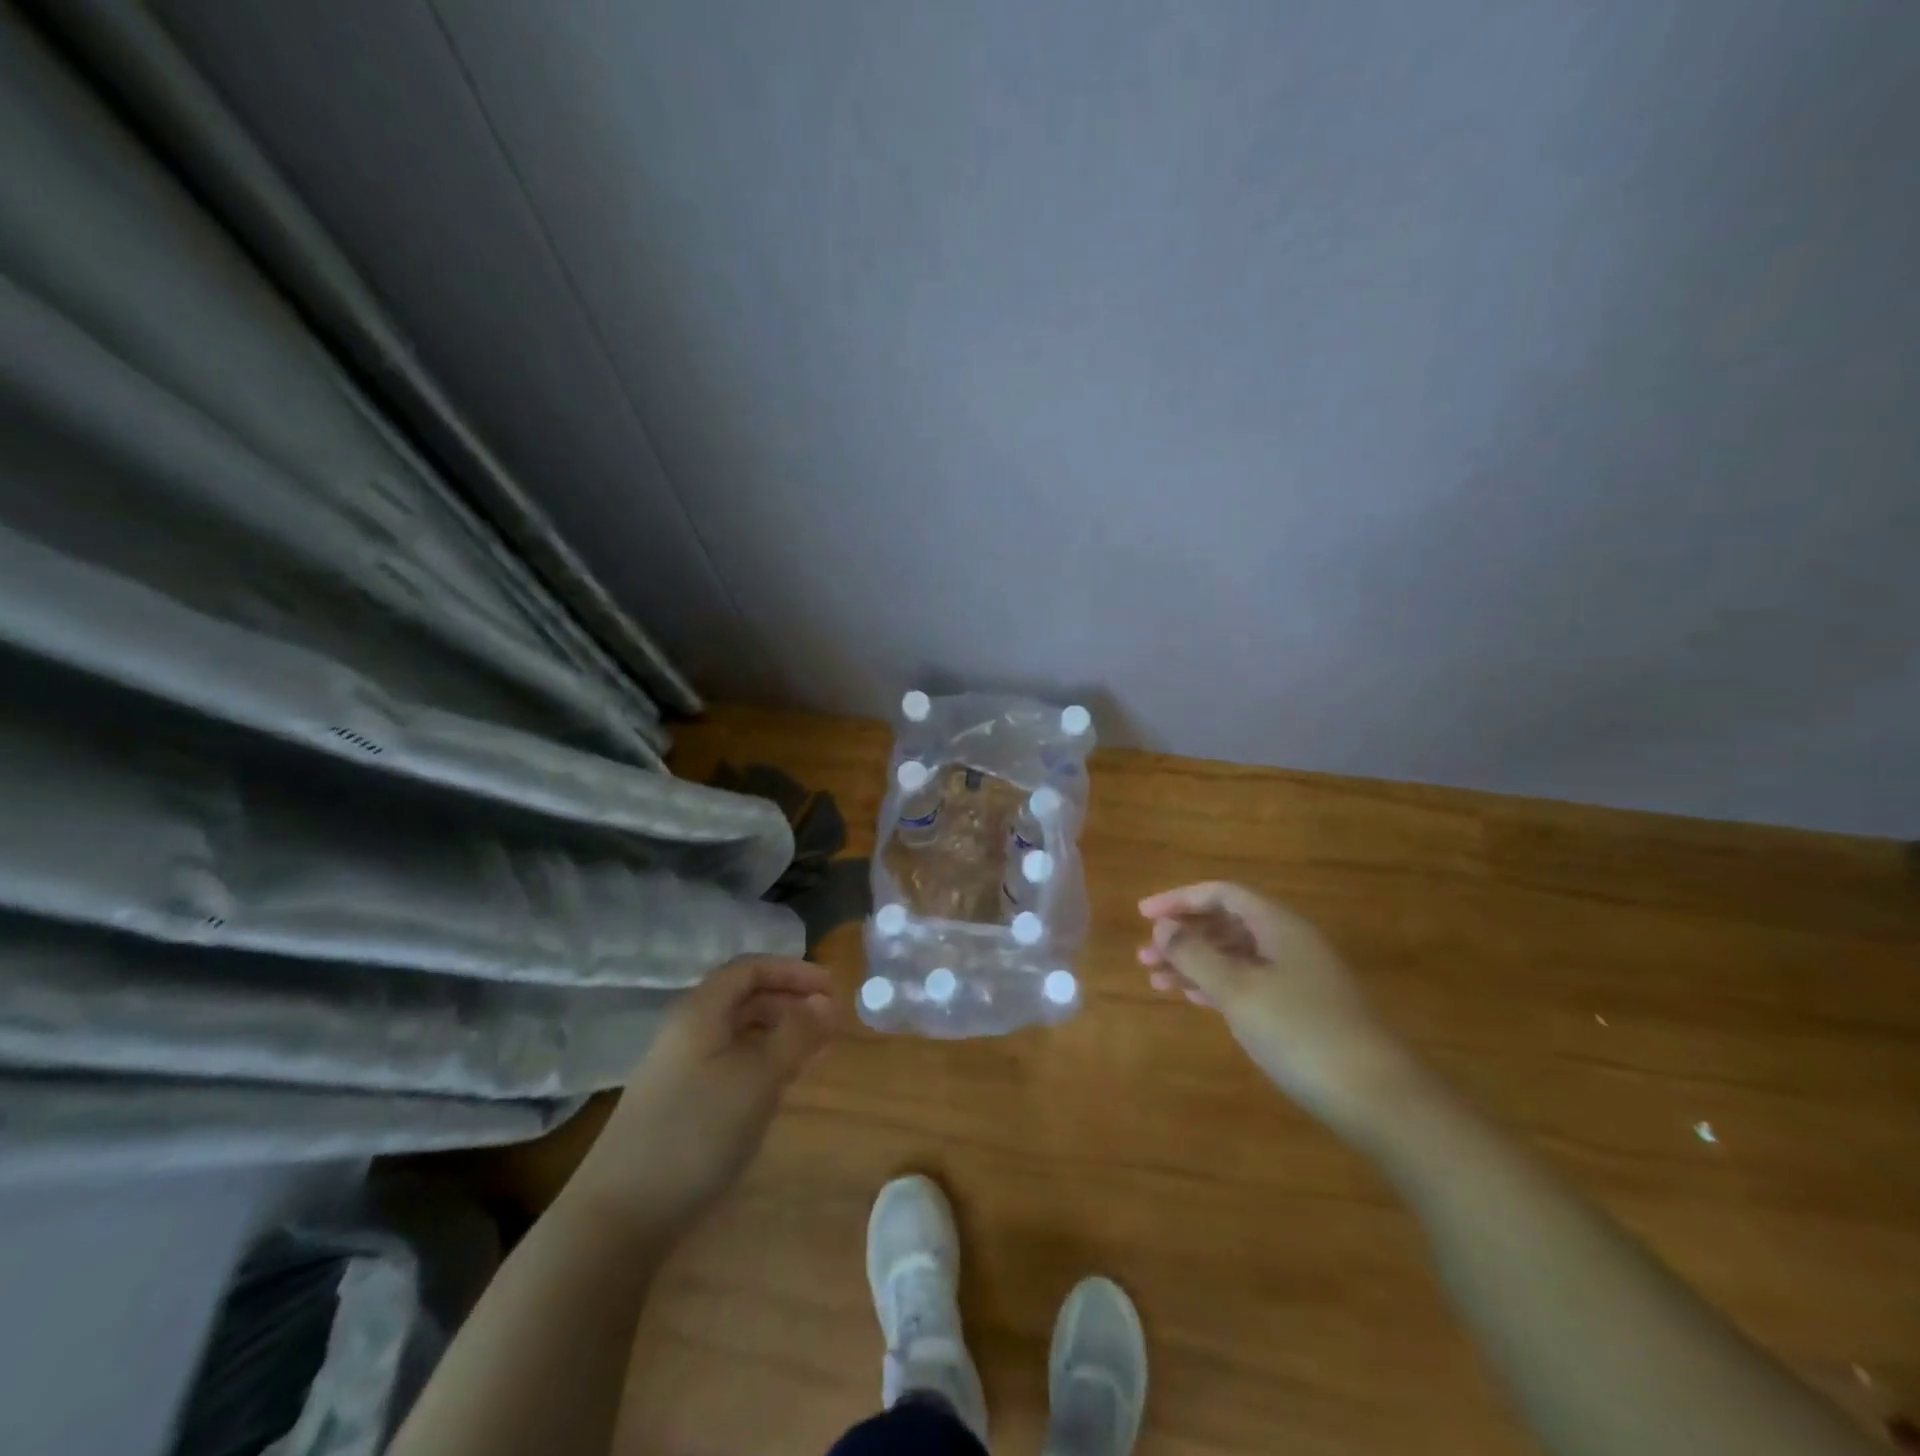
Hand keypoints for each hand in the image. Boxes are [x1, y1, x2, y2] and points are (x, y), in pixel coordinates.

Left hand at [573, 955, 836, 1235]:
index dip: (793, 971)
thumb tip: (827, 1002)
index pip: (750, 969)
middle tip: (830, 1022)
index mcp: (700, 1011)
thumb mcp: (758, 1077)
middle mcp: (688, 1031)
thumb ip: (796, 1034)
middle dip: (790, 1002)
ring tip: (816, 1052)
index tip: (832, 988)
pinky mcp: (680, 1103)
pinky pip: (731, 1064)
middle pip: (744, 998)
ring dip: (780, 1034)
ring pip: (739, 1034)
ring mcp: (680, 1069)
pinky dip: (763, 1063)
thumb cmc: (696, 1131)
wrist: (620, 1216)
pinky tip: (781, 1086)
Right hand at [1139, 882, 1415, 1136]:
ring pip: (1234, 956)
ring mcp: (1298, 977)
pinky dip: (1216, 986)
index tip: (1143, 915)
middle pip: (1226, 924)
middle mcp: (1288, 942)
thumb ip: (1195, 955)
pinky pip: (1248, 982)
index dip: (1179, 900)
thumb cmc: (1301, 1033)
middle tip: (1144, 956)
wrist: (1379, 1099)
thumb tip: (1163, 927)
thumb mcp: (1238, 991)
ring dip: (1195, 963)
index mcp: (1278, 925)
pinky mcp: (1302, 1010)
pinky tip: (1193, 998)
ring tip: (1156, 980)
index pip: (1221, 894)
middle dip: (1183, 936)